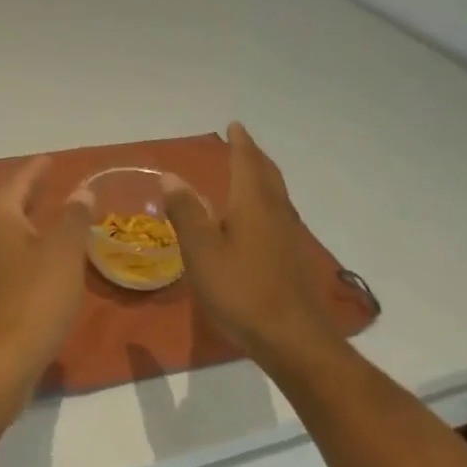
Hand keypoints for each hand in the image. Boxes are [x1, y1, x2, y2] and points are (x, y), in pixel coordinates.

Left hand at [0, 157, 93, 399]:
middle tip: (48, 184)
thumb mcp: (64, 252)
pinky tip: (37, 259)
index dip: (37, 170)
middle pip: (4, 203)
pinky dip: (19, 246)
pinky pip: (0, 254)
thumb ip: (74, 217)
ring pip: (0, 230)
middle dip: (26, 193)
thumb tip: (81, 191)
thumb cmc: (32, 297)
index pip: (19, 180)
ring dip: (22, 221)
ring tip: (46, 217)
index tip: (51, 160)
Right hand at [165, 123, 342, 368]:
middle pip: (268, 174)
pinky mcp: (295, 260)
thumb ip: (186, 212)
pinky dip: (267, 203)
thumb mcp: (201, 252)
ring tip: (249, 176)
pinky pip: (280, 216)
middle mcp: (277, 212)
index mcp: (253, 203)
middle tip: (243, 145)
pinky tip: (258, 222)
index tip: (235, 126)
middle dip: (254, 157)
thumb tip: (170, 176)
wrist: (294, 340)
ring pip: (277, 195)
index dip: (239, 143)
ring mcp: (291, 237)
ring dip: (263, 179)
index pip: (246, 162)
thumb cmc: (242, 290)